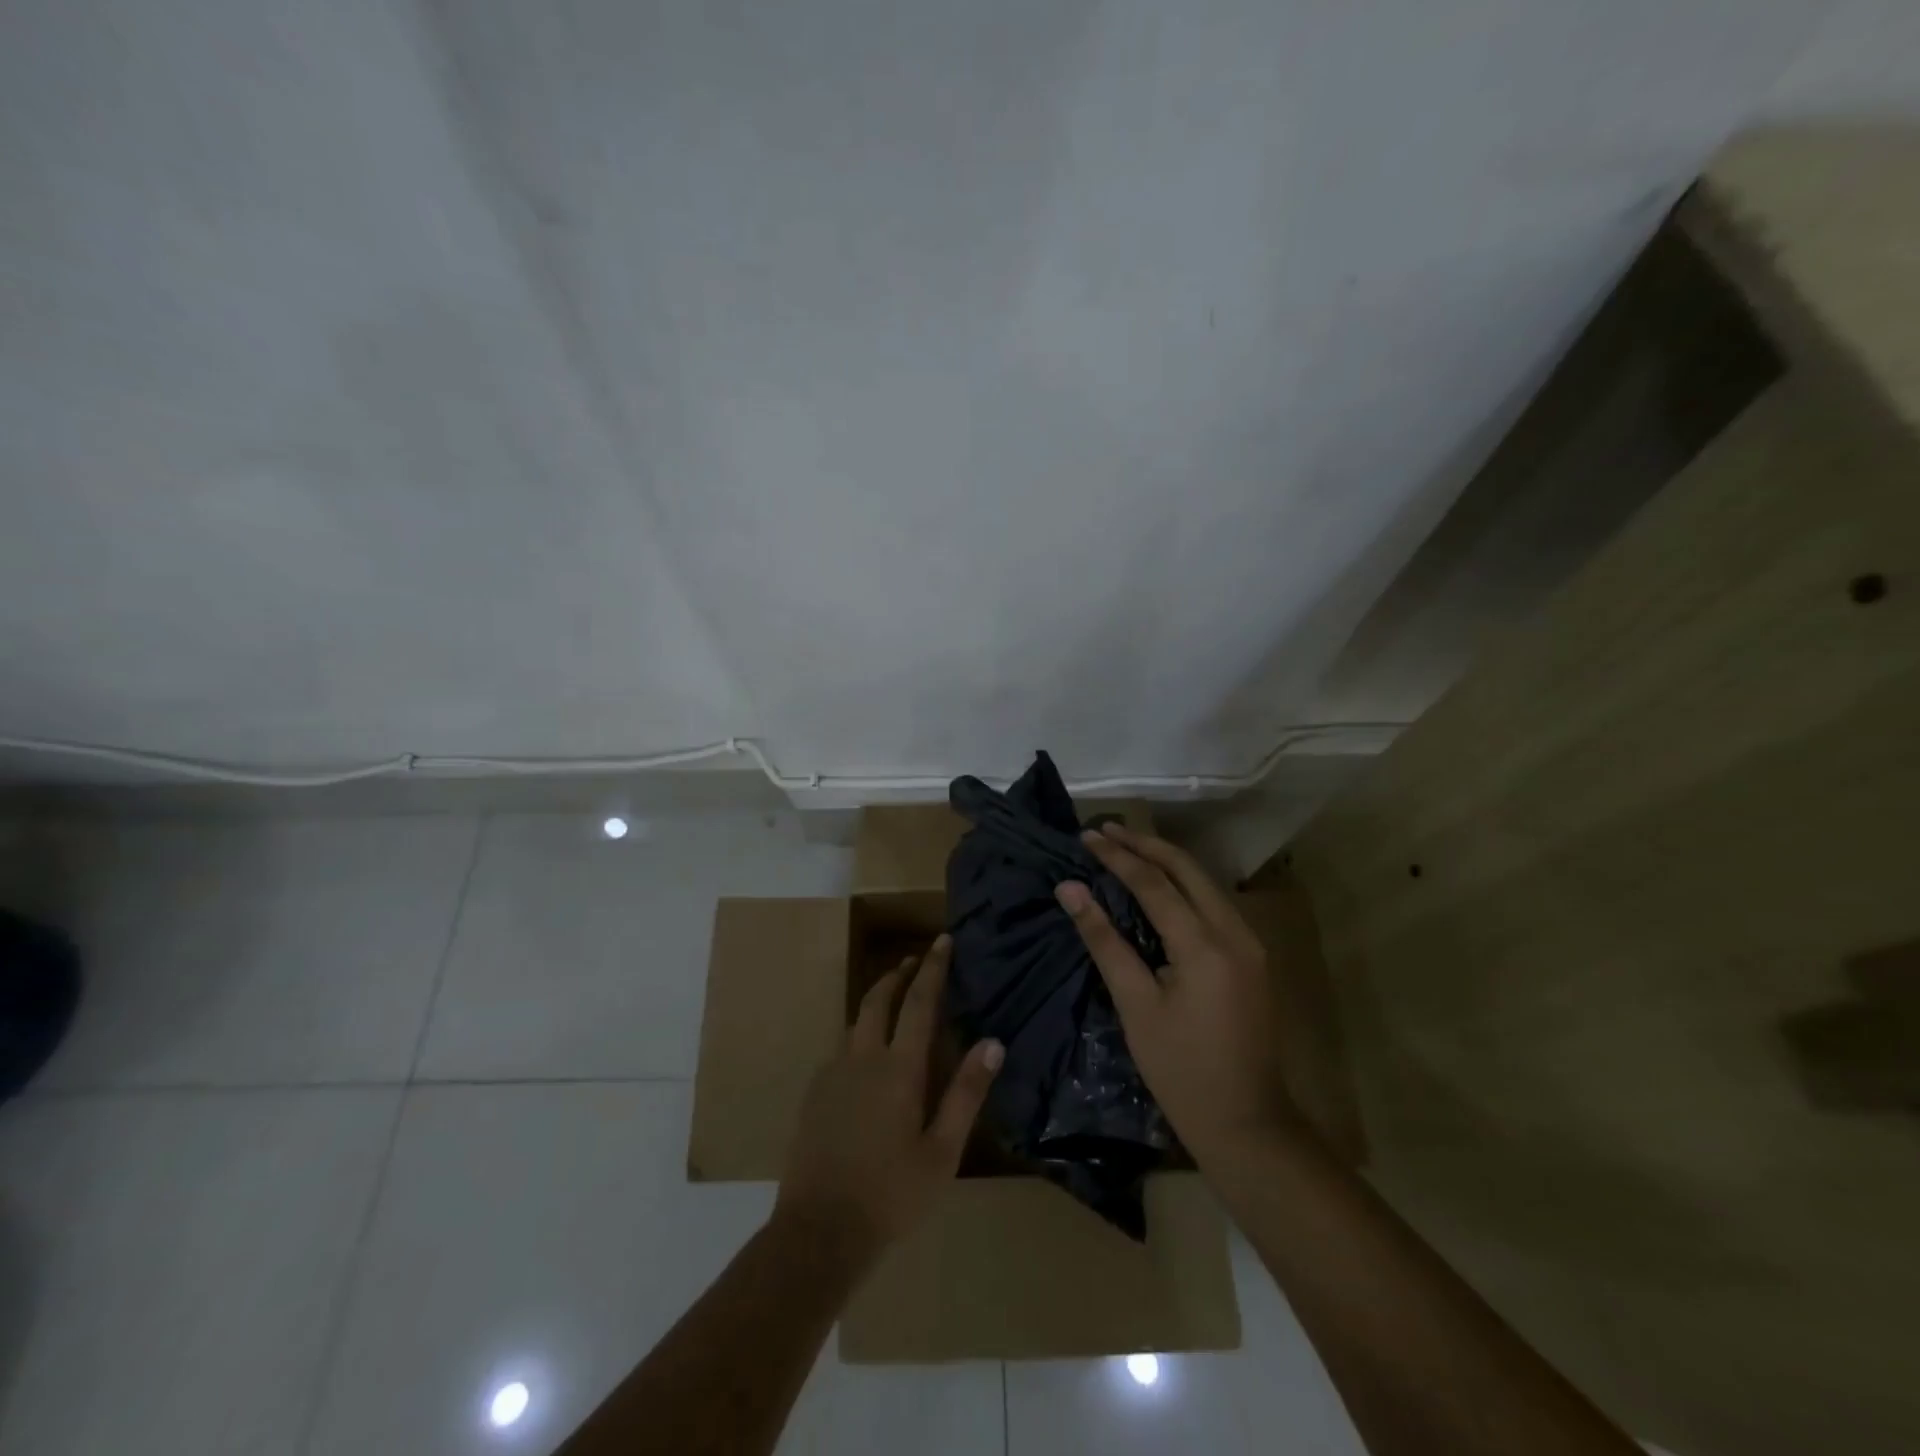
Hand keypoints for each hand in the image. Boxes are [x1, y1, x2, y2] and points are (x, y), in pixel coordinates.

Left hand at [775, 934, 1002, 1262]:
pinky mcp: (814, 1093)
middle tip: (915, 961)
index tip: (942, 941)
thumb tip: (993, 1043)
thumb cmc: (891, 1194)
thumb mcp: (942, 1151)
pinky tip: (867, 1054)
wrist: (819, 1230)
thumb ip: (966, 1093)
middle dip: (898, 974)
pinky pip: (841, 1047)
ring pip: (855, 1020)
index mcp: (898, 1068)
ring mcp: (832, 1073)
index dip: (933, 968)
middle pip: (878, 998)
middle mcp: (862, 1057)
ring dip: (876, 999)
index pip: (919, 1002)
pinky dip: (859, 1032)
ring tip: (894, 999)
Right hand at [1055, 823, 1298, 1165]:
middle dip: (1145, 844)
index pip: (1154, 883)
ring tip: (1126, 846)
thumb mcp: (1135, 1006)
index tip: (1086, 836)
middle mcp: (1234, 932)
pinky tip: (1160, 883)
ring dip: (1165, 860)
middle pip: (1187, 869)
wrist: (1246, 1122)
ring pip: (1205, 882)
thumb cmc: (1180, 1070)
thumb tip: (1070, 890)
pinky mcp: (1252, 956)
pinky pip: (1214, 902)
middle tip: (1106, 829)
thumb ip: (1104, 941)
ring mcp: (1249, 943)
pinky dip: (1183, 884)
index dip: (1117, 857)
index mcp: (1205, 945)